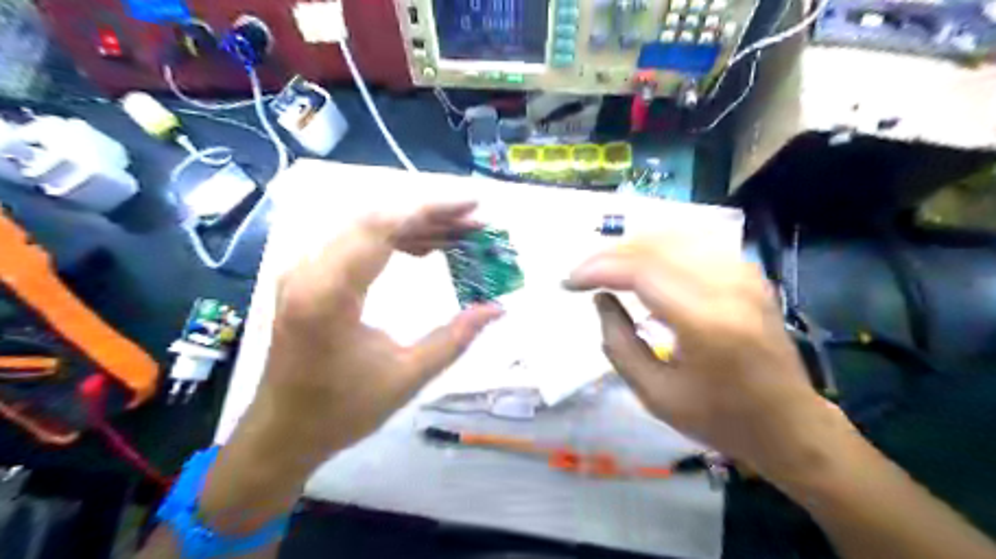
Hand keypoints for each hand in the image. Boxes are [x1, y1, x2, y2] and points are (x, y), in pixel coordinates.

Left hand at [247, 202, 501, 460]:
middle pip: (374, 219)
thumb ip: (456, 338)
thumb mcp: (408, 377)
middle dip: (430, 215)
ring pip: (365, 227)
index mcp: (328, 295)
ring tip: (457, 236)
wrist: (284, 431)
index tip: (473, 206)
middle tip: (473, 223)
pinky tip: (424, 249)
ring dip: (414, 226)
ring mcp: (304, 271)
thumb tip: (498, 309)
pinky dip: (393, 240)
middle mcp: (308, 271)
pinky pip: (355, 243)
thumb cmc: (342, 410)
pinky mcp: (309, 277)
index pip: (382, 228)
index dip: (432, 210)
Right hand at [564, 233, 859, 482]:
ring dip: (632, 247)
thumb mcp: (655, 394)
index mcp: (706, 322)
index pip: (640, 270)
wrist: (790, 423)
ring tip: (606, 268)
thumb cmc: (719, 418)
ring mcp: (743, 274)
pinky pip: (695, 243)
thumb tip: (600, 299)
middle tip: (582, 274)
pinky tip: (642, 264)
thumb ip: (619, 343)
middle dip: (609, 254)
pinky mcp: (748, 273)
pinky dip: (659, 247)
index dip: (597, 269)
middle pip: (655, 245)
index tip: (569, 282)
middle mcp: (728, 286)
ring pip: (674, 236)